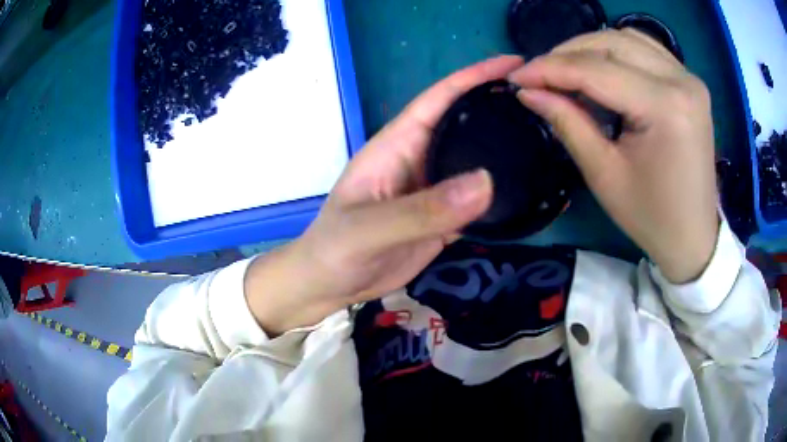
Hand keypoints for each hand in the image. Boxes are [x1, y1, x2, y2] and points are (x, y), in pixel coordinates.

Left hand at [245, 56, 524, 335]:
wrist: (332, 284)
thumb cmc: (337, 248)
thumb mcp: (369, 228)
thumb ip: (422, 210)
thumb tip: (486, 182)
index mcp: (398, 144)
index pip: (440, 98)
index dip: (475, 77)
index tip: (516, 64)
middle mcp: (420, 159)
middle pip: (466, 124)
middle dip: (500, 107)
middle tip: (545, 102)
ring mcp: (434, 190)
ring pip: (476, 161)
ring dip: (506, 150)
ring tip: (547, 139)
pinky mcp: (444, 218)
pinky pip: (479, 201)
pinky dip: (503, 194)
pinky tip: (529, 190)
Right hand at [508, 29, 718, 282]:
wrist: (693, 235)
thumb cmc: (650, 216)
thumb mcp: (604, 174)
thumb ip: (567, 122)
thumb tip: (529, 91)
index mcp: (665, 108)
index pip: (597, 71)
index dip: (550, 69)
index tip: (516, 76)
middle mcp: (681, 81)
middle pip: (612, 44)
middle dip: (568, 53)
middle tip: (539, 74)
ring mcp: (689, 78)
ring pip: (628, 38)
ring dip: (591, 47)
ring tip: (566, 69)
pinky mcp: (690, 82)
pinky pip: (647, 48)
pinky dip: (618, 50)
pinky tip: (602, 66)